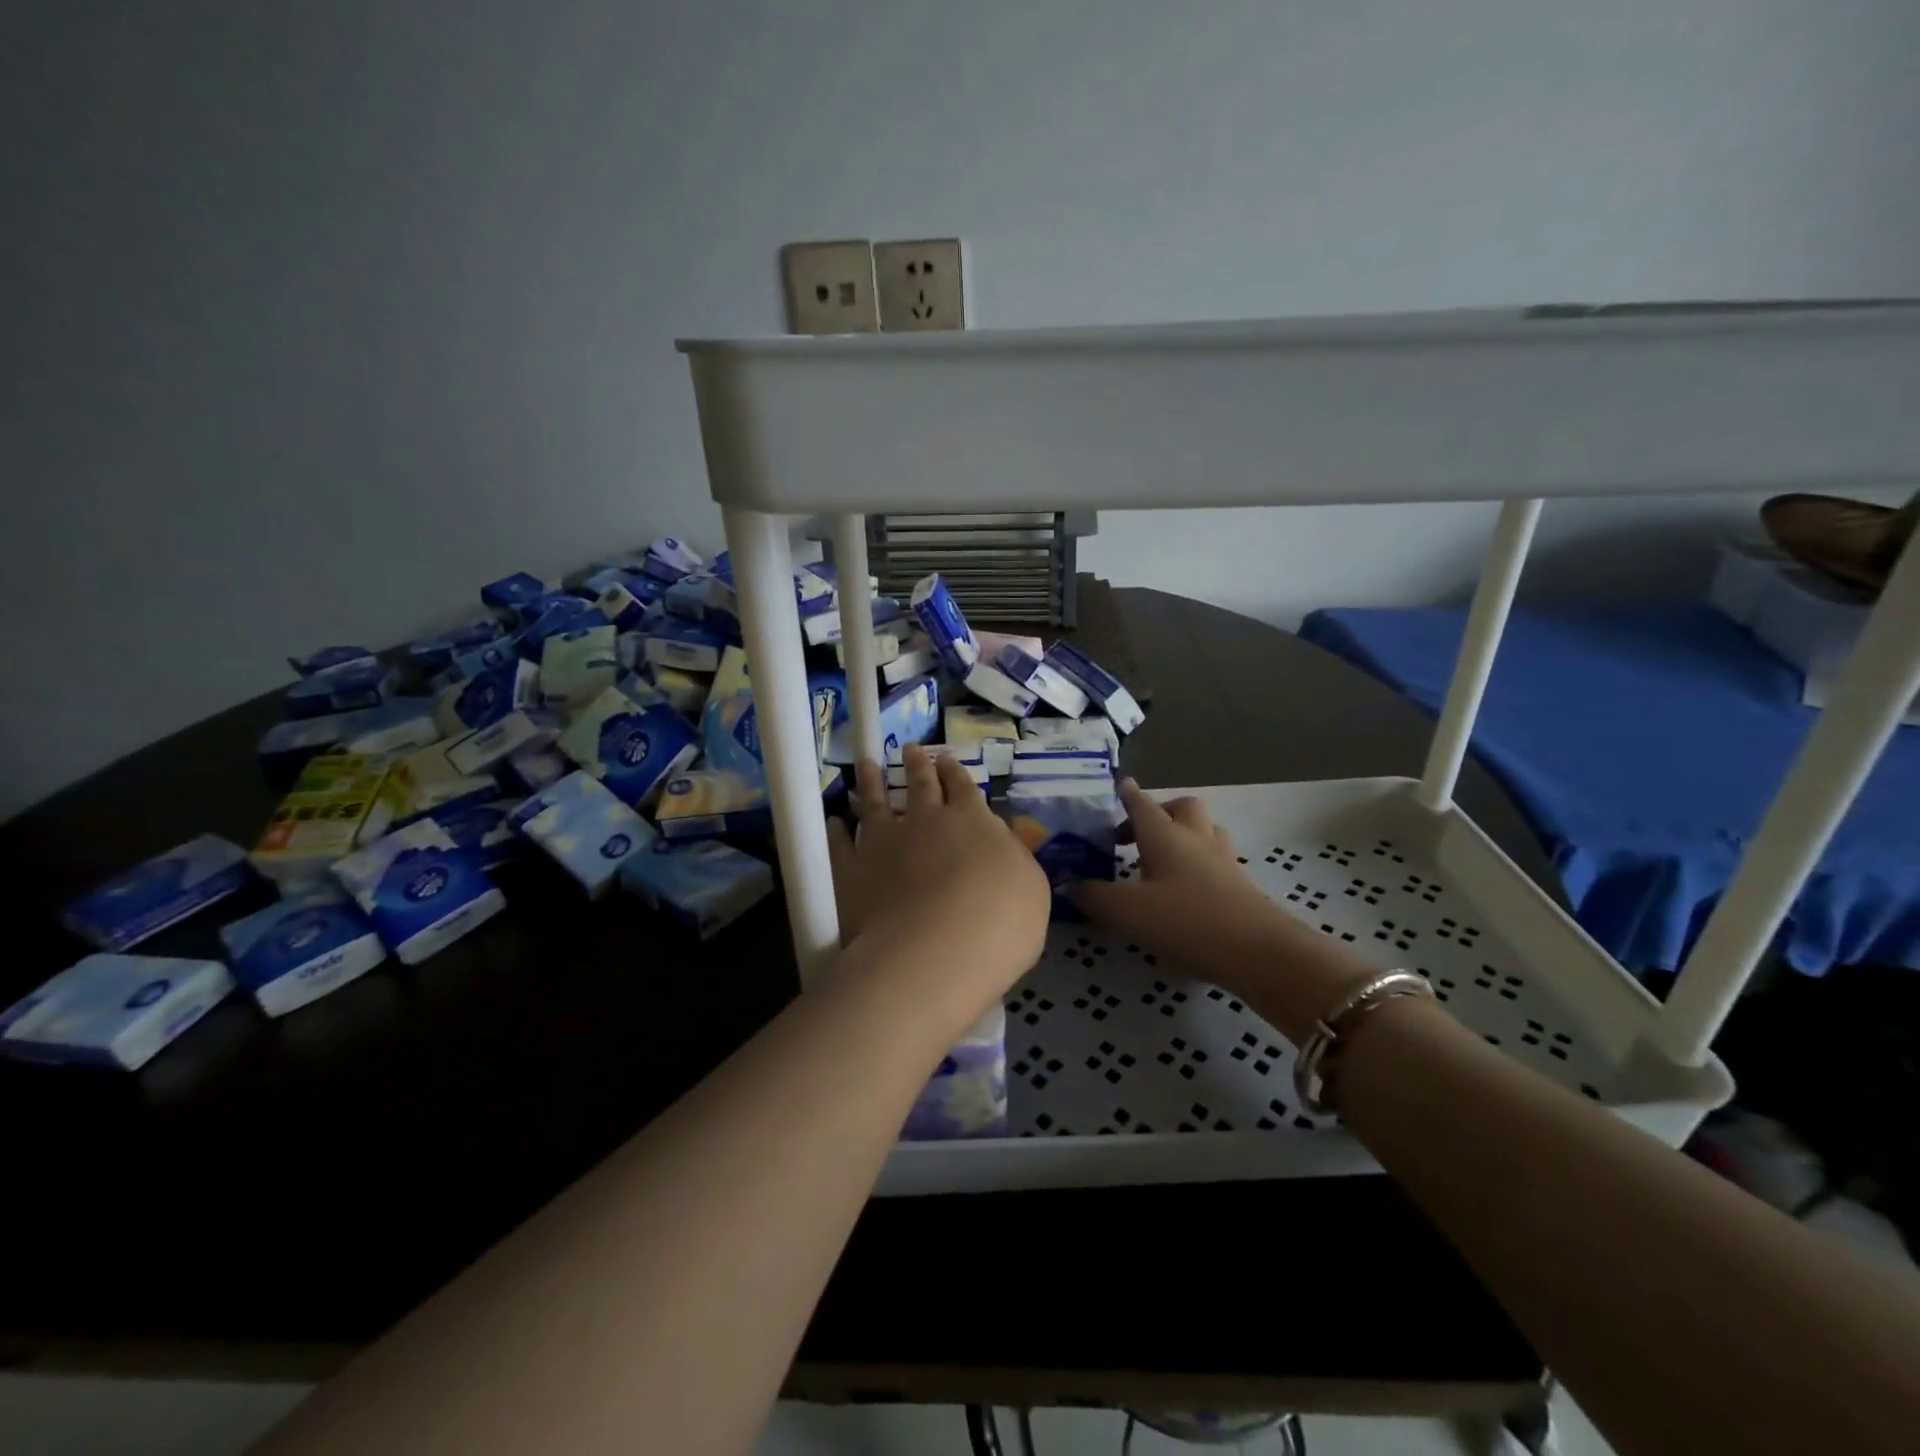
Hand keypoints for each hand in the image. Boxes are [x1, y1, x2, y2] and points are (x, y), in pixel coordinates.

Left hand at [827, 745, 1050, 1036]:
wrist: (936, 952)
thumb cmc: (999, 924)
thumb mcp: (1031, 888)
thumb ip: (1014, 859)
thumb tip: (1001, 841)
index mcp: (972, 821)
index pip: (964, 788)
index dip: (955, 773)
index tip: (946, 759)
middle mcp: (926, 822)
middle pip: (920, 786)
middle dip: (917, 765)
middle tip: (911, 748)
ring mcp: (884, 842)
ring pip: (875, 802)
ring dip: (871, 782)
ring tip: (865, 764)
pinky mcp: (851, 870)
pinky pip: (840, 844)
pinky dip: (836, 831)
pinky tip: (834, 822)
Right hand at [1071, 779, 1371, 1043]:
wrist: (1258, 952)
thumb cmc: (1186, 920)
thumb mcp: (1127, 911)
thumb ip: (1094, 896)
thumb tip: (1070, 884)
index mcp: (1164, 836)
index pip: (1141, 804)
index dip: (1127, 794)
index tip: (1119, 785)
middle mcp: (1194, 839)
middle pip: (1181, 808)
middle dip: (1159, 811)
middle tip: (1137, 833)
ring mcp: (1222, 860)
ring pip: (1205, 830)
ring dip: (1184, 835)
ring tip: (1162, 859)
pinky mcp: (1240, 886)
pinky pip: (1216, 859)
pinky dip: (1199, 863)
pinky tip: (1186, 889)